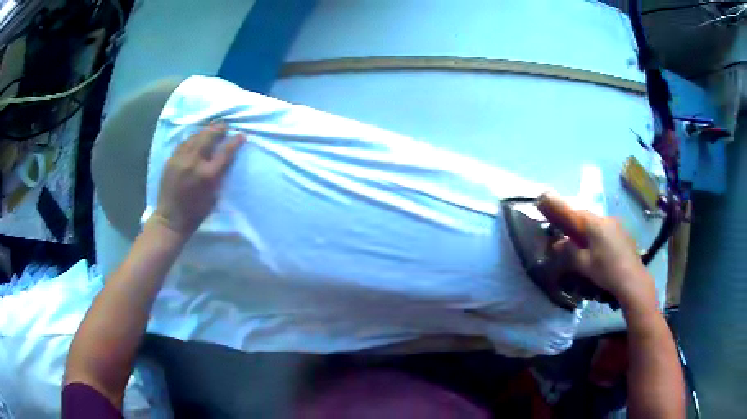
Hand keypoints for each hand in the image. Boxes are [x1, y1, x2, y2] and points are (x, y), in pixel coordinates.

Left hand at [151, 124, 243, 236]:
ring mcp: (180, 159)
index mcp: (208, 175)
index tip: (241, 136)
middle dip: (218, 130)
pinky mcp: (171, 160)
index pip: (225, 152)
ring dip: (205, 131)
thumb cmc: (195, 213)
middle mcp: (194, 163)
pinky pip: (183, 143)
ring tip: (211, 129)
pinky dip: (192, 138)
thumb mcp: (213, 197)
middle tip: (224, 126)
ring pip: (194, 137)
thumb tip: (223, 161)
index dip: (234, 142)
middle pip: (208, 138)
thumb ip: (219, 176)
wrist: (170, 219)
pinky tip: (195, 138)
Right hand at [546, 196, 656, 308]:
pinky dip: (597, 234)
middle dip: (573, 220)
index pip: (573, 212)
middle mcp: (606, 219)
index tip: (545, 197)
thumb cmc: (606, 270)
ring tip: (580, 241)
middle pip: (585, 216)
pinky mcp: (623, 234)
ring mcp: (616, 226)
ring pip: (596, 223)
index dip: (559, 206)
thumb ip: (569, 252)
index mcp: (595, 224)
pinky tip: (597, 247)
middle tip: (563, 228)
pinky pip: (605, 229)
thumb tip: (557, 243)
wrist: (632, 279)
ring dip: (586, 229)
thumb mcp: (584, 264)